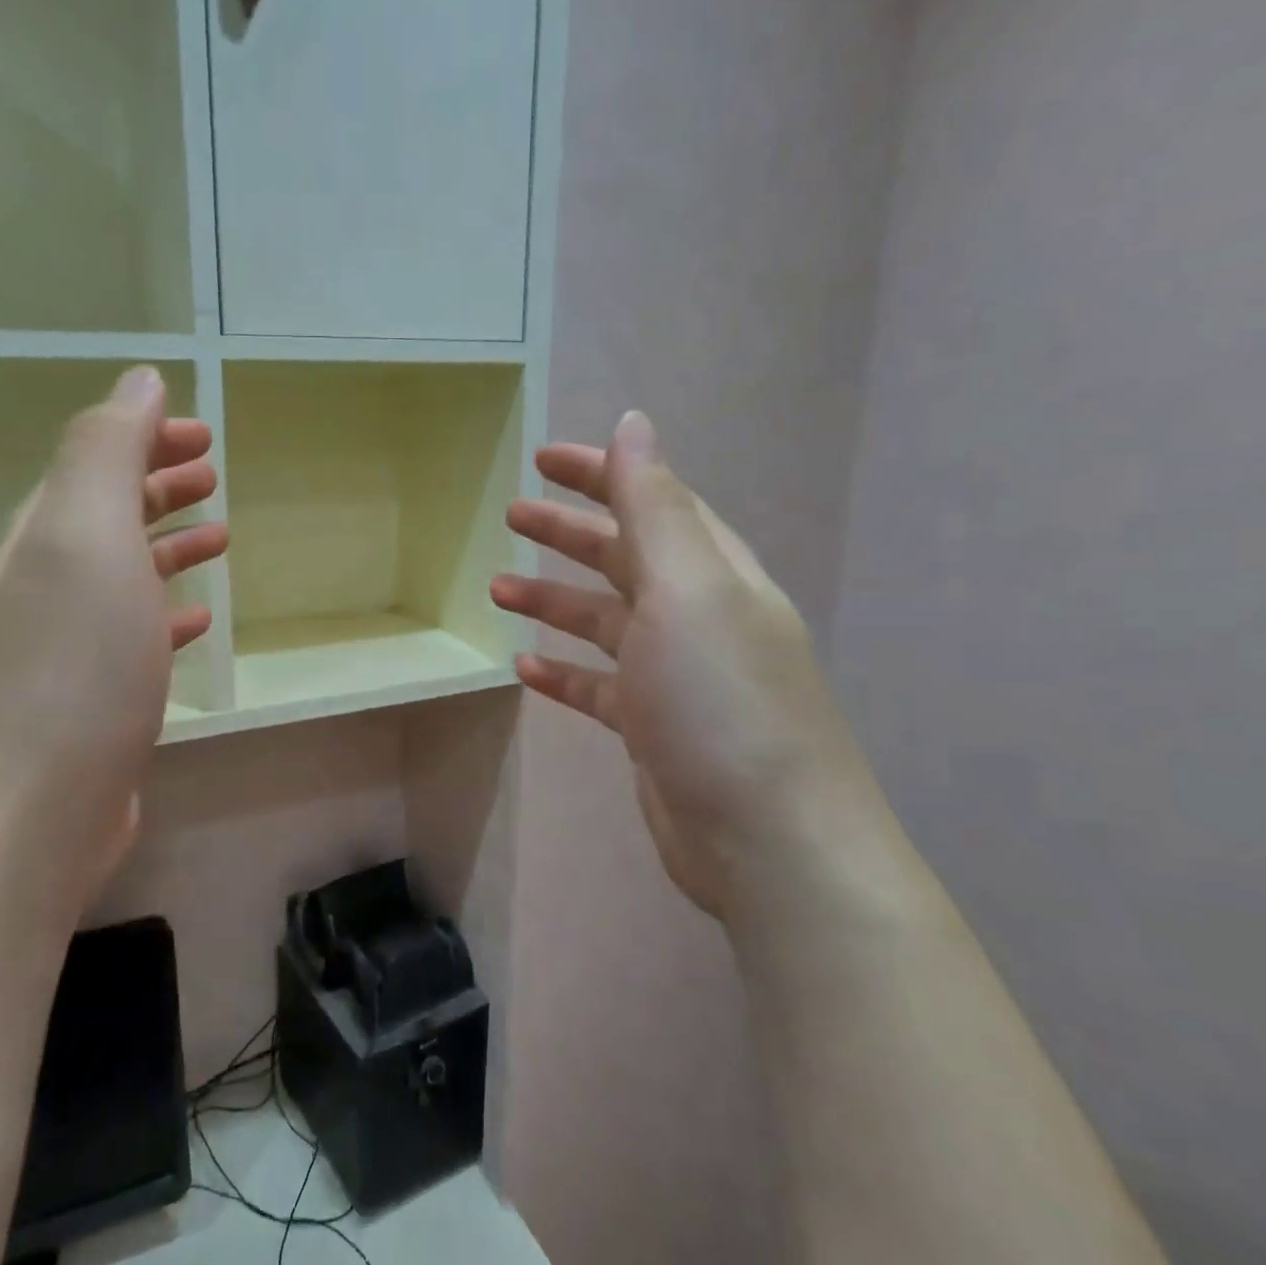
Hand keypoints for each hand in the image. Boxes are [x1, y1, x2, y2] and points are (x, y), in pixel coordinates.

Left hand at [0, 366, 226, 911]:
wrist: (26, 817)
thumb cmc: (71, 668)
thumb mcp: (86, 538)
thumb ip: (106, 451)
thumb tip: (140, 379)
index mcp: (49, 536)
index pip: (97, 462)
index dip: (147, 437)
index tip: (204, 434)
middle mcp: (52, 584)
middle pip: (108, 515)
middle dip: (158, 483)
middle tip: (212, 472)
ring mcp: (71, 648)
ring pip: (126, 575)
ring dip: (167, 545)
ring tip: (218, 535)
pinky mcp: (97, 703)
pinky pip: (138, 636)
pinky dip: (169, 614)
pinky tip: (198, 621)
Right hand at [490, 411, 864, 920]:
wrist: (768, 840)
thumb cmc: (721, 701)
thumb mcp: (687, 590)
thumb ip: (655, 508)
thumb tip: (634, 424)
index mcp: (714, 574)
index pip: (654, 502)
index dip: (601, 475)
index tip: (543, 459)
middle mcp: (698, 617)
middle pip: (625, 558)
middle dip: (568, 533)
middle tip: (510, 516)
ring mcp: (676, 676)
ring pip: (605, 622)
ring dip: (554, 602)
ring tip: (497, 589)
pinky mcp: (654, 729)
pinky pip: (599, 686)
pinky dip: (564, 671)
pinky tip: (525, 668)